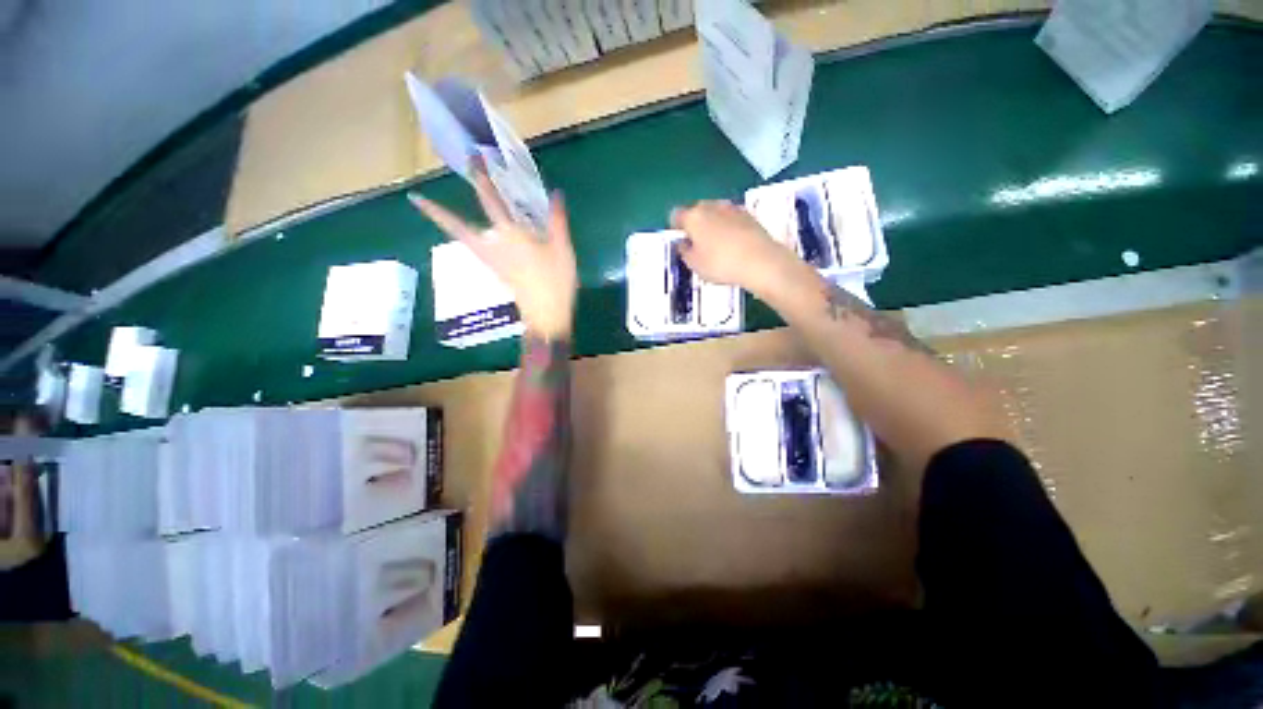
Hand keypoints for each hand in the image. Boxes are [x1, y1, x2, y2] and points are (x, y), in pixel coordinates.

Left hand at [409, 164, 576, 339]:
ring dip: (443, 225)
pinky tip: (465, 233)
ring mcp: (490, 260)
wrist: (546, 314)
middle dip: (440, 211)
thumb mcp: (562, 248)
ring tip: (426, 209)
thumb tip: (556, 193)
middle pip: (461, 225)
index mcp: (512, 234)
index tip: (469, 160)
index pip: (492, 201)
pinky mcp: (494, 271)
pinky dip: (463, 238)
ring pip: (461, 239)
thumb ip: (557, 220)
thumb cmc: (556, 280)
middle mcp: (494, 244)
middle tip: (418, 198)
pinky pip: (474, 249)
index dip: (481, 179)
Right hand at [670, 200, 803, 296]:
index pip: (675, 215)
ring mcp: (732, 208)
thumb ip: (684, 251)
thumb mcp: (694, 264)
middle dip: (694, 224)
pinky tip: (733, 244)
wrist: (760, 261)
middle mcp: (711, 206)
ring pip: (715, 213)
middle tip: (697, 244)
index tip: (680, 241)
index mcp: (693, 217)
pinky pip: (731, 218)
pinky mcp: (749, 214)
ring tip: (717, 245)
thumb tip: (684, 243)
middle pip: (696, 210)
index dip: (675, 227)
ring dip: (712, 224)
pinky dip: (729, 227)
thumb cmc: (720, 264)